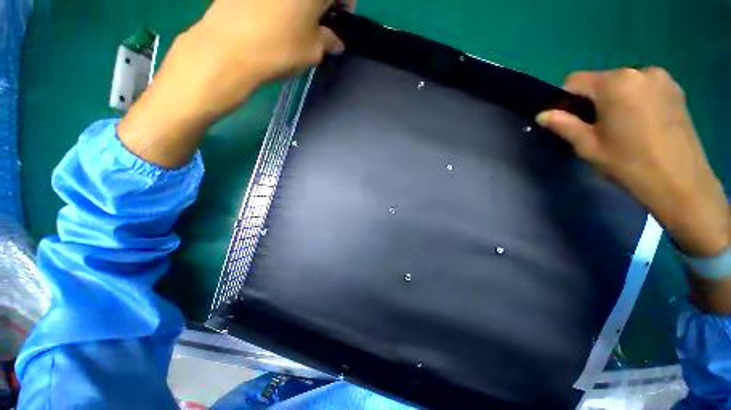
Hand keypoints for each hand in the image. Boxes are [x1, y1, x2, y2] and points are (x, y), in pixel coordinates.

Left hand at [119, 0, 352, 168]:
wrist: (228, 49)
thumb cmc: (280, 49)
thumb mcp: (314, 51)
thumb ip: (329, 41)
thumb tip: (336, 41)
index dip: (346, 8)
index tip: (341, 25)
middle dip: (325, 6)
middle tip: (321, 27)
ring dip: (303, 5)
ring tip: (298, 25)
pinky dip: (283, 3)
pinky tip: (276, 18)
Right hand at [536, 68, 728, 257]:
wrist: (682, 183)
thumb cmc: (630, 164)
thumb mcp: (588, 146)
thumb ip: (564, 125)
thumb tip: (542, 115)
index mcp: (615, 84)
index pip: (574, 81)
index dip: (566, 100)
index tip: (570, 121)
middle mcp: (639, 71)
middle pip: (601, 81)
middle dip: (593, 101)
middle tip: (599, 129)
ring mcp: (662, 78)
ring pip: (622, 84)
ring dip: (615, 101)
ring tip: (623, 128)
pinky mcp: (676, 89)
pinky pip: (643, 88)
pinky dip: (635, 101)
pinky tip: (642, 124)